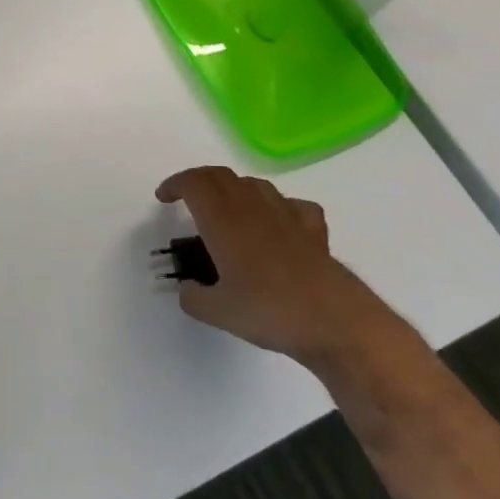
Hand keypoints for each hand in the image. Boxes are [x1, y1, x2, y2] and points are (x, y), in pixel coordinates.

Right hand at [155, 166, 401, 369]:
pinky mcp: (314, 231)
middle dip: (199, 181)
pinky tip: (276, 223)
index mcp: (223, 221)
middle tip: (187, 198)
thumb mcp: (217, 312)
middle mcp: (253, 209)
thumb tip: (188, 290)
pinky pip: (292, 205)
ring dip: (234, 189)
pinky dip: (277, 206)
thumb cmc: (269, 311)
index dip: (175, 184)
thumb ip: (193, 297)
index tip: (164, 198)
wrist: (336, 322)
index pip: (194, 183)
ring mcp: (287, 216)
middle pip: (221, 175)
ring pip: (255, 184)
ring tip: (226, 210)